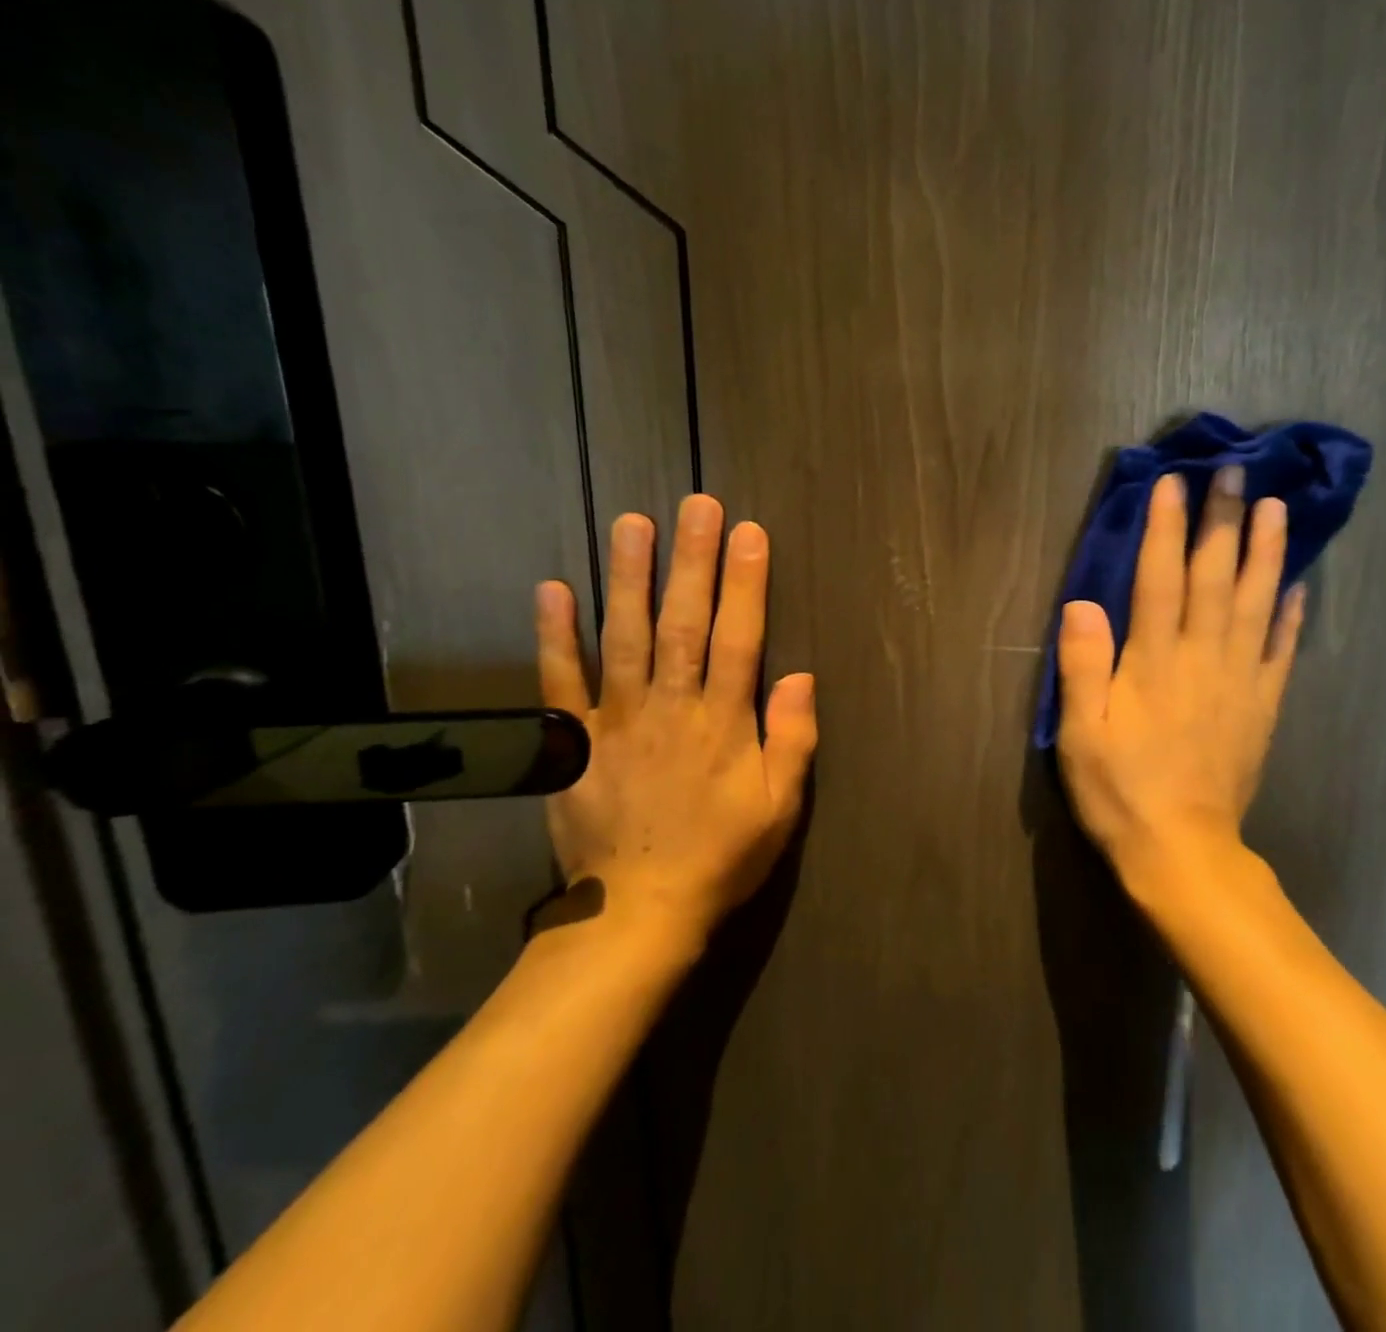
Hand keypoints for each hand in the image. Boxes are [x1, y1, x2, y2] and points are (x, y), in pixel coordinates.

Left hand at [535, 495, 817, 952]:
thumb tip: (800, 675)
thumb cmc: (721, 856)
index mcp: (724, 724)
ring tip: (631, 523)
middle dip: (692, 562)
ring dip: (628, 578)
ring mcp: (615, 722)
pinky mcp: (571, 744)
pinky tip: (553, 589)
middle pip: (684, 624)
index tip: (749, 534)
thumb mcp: (781, 808)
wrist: (639, 912)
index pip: (740, 639)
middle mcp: (670, 709)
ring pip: (623, 638)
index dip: (746, 584)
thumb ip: (794, 739)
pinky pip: (559, 683)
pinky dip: (554, 636)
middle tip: (695, 505)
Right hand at [1053, 468, 1305, 898]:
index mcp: (1154, 662)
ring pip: (1256, 604)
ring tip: (1276, 508)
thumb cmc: (1120, 790)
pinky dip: (1290, 616)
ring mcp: (1240, 682)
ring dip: (1266, 553)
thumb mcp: (1080, 732)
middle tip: (1235, 473)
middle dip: (1222, 522)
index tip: (1175, 483)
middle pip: (1215, 578)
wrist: (1181, 851)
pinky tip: (1297, 586)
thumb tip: (1081, 602)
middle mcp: (1202, 659)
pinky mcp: (1261, 708)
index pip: (1160, 580)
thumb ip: (1082, 665)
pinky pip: (1280, 652)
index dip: (1166, 529)